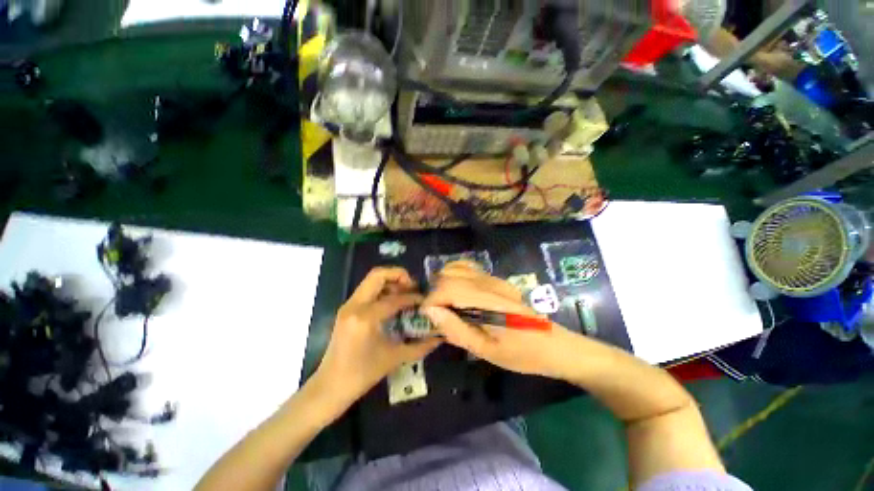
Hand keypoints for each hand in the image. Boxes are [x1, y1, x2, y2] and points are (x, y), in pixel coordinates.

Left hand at [313, 267, 439, 405]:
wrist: (330, 386)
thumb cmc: (362, 375)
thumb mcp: (394, 359)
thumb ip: (420, 347)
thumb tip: (439, 337)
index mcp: (366, 318)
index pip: (395, 298)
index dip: (413, 297)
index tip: (425, 300)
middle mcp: (355, 305)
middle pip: (378, 275)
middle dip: (399, 275)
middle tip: (413, 286)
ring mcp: (348, 305)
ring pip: (371, 279)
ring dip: (390, 281)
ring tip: (405, 293)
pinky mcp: (347, 309)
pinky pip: (367, 290)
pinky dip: (382, 289)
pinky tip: (392, 302)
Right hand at [421, 261, 578, 379]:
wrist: (554, 344)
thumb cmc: (522, 354)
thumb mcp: (487, 351)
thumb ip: (457, 329)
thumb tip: (431, 311)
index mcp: (488, 301)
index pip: (448, 287)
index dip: (432, 301)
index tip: (428, 318)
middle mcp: (489, 283)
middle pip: (449, 274)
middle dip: (436, 292)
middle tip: (439, 315)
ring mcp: (493, 278)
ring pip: (456, 268)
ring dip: (444, 284)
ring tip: (447, 306)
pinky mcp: (496, 279)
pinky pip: (467, 269)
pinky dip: (455, 278)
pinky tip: (459, 297)